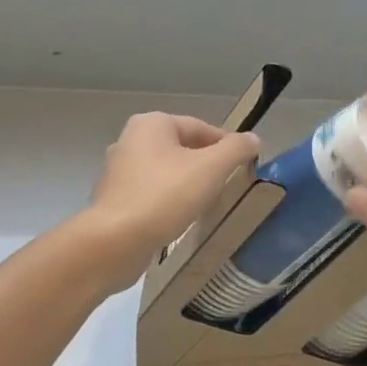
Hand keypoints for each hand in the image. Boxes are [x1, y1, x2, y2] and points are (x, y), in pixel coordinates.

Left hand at [85, 112, 260, 277]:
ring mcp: (118, 170)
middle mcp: (130, 140)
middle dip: (206, 165)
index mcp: (152, 124)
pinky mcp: (113, 199)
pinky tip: (180, 218)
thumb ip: (235, 149)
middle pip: (182, 148)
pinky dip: (168, 201)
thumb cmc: (165, 196)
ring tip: (207, 204)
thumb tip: (253, 138)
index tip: (244, 165)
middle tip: (228, 185)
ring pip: (166, 171)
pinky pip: (151, 193)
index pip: (200, 127)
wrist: (114, 242)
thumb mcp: (210, 168)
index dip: (226, 145)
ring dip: (187, 184)